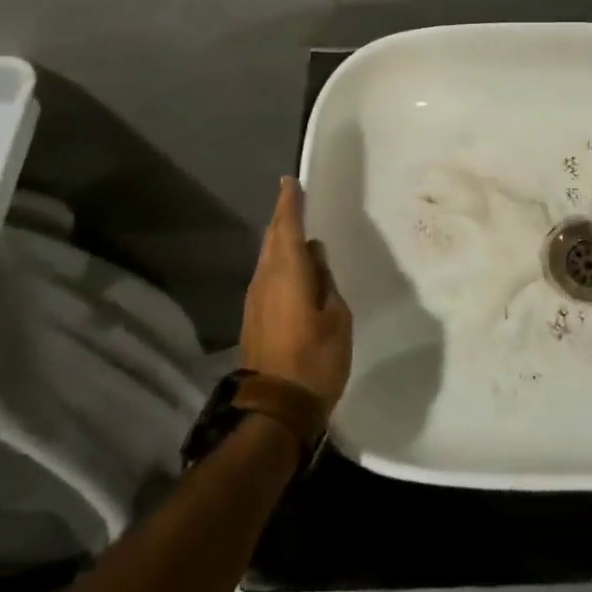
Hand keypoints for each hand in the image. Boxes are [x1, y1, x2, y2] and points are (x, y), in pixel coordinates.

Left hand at [240, 178, 352, 409]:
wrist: (274, 410)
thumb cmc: (315, 359)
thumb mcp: (337, 317)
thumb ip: (326, 282)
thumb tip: (315, 257)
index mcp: (287, 273)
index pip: (287, 226)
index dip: (289, 203)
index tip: (290, 181)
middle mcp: (265, 279)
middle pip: (272, 239)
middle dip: (282, 218)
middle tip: (295, 200)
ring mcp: (255, 300)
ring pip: (267, 258)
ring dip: (280, 241)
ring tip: (298, 232)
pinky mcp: (254, 318)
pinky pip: (268, 277)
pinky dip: (279, 263)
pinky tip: (294, 269)